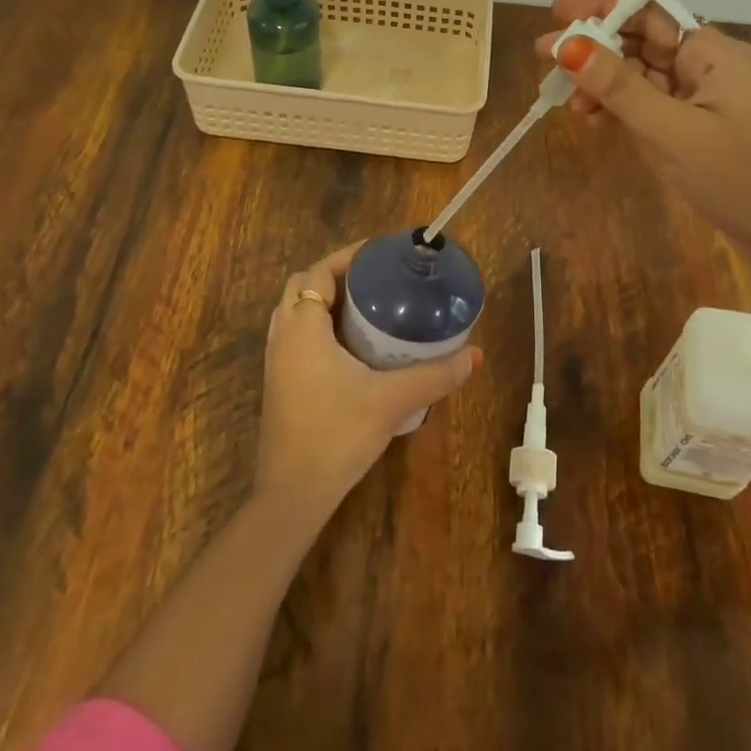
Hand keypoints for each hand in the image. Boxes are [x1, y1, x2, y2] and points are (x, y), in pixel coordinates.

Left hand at [253, 244, 482, 520]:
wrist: (292, 496)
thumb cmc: (336, 435)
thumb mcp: (391, 401)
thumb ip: (434, 375)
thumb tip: (474, 355)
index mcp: (302, 327)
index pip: (318, 272)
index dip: (348, 257)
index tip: (381, 254)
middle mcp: (283, 336)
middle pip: (303, 285)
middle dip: (337, 275)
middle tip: (377, 279)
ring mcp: (276, 361)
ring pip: (295, 311)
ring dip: (324, 300)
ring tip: (366, 305)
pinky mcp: (279, 382)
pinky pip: (295, 334)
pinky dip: (318, 324)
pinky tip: (350, 344)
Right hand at [536, 0, 750, 306]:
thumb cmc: (737, 177)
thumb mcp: (671, 131)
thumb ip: (619, 87)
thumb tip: (568, 45)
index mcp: (713, 52)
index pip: (649, 13)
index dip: (601, 10)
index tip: (556, 14)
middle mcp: (709, 64)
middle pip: (642, 42)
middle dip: (594, 49)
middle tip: (544, 57)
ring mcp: (705, 96)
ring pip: (643, 76)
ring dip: (605, 84)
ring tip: (568, 102)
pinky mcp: (700, 125)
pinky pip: (653, 104)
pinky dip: (623, 108)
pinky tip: (594, 119)